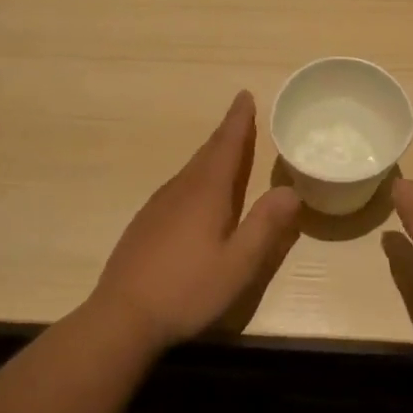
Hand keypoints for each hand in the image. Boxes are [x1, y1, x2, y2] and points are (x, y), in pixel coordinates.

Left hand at [87, 91, 301, 352]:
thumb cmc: (187, 290)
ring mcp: (158, 205)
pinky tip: (197, 196)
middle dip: (227, 134)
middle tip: (241, 116)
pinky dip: (196, 178)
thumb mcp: (238, 264)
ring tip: (226, 151)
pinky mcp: (145, 223)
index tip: (245, 96)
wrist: (121, 316)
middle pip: (207, 153)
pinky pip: (178, 187)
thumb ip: (265, 226)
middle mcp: (181, 189)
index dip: (238, 121)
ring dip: (211, 155)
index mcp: (206, 193)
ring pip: (191, 170)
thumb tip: (290, 190)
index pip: (227, 145)